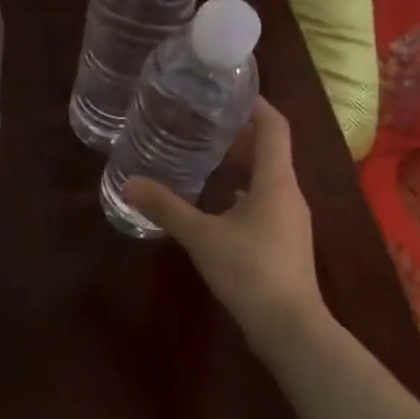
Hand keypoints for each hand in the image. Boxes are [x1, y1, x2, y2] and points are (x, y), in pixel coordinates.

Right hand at [126, 98, 328, 352]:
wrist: (290, 328)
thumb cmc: (250, 271)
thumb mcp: (202, 236)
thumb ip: (166, 208)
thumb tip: (129, 183)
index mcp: (276, 181)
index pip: (275, 126)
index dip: (256, 103)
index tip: (228, 90)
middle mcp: (289, 193)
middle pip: (270, 149)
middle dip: (240, 132)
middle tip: (204, 119)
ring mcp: (290, 218)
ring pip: (268, 176)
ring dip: (242, 162)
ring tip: (206, 154)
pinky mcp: (285, 240)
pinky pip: (265, 200)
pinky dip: (243, 190)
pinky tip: (217, 201)